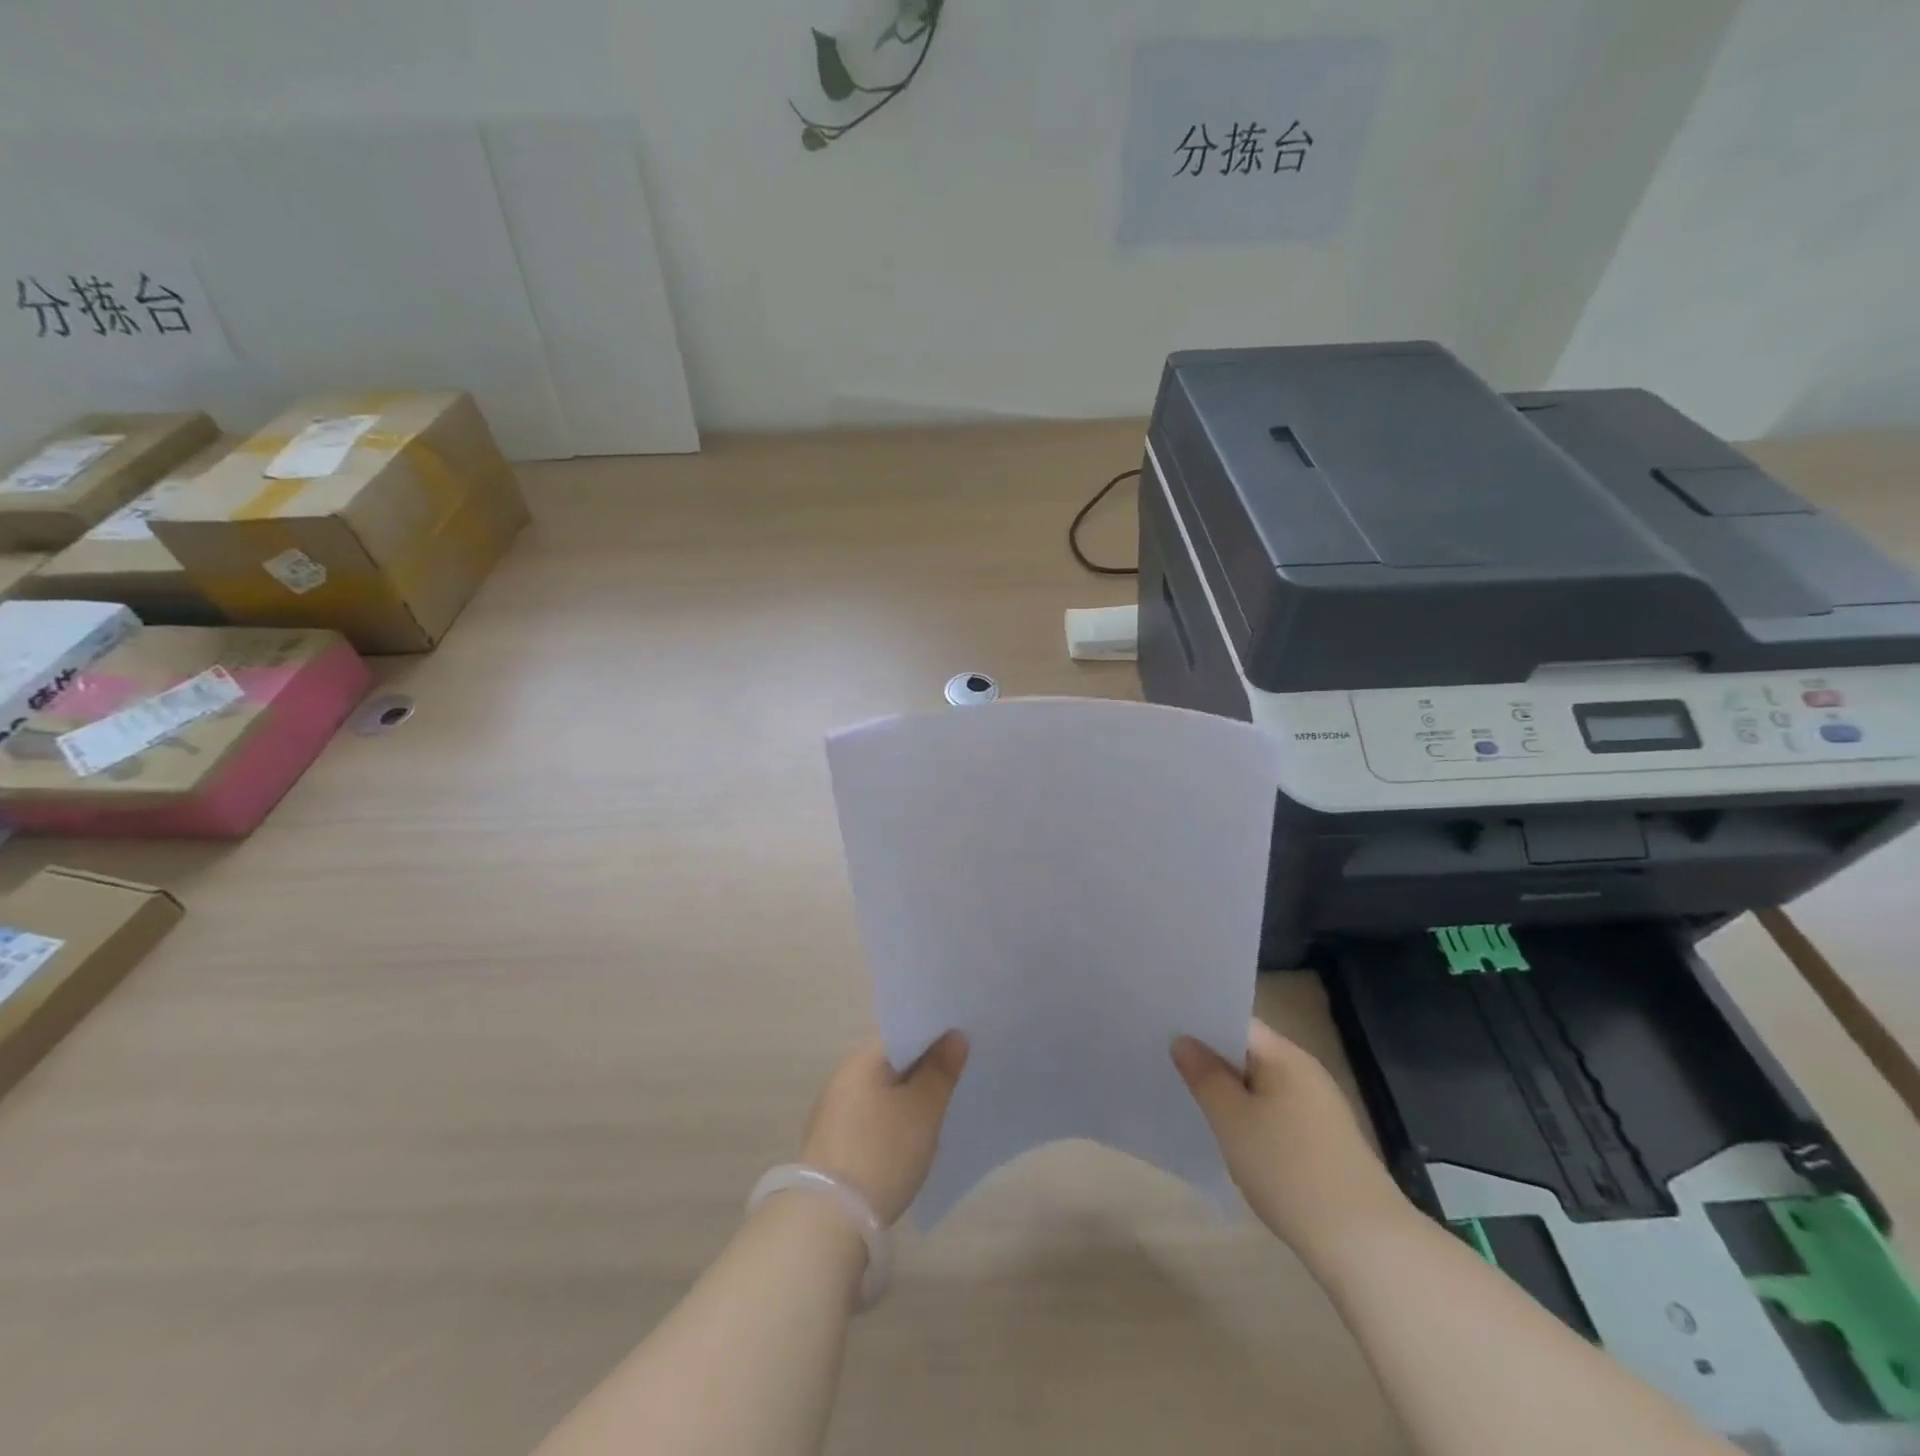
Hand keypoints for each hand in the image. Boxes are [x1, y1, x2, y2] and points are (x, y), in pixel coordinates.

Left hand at [799, 1033, 967, 1224]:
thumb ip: (940, 1069)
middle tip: (958, 1076)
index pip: (903, 1033)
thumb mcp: (923, 1110)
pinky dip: (891, 1120)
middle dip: (923, 1068)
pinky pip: (870, 1116)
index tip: (962, 1044)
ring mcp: (833, 1110)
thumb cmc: (882, 1153)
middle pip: (892, 1062)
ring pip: (882, 1091)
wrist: (829, 1221)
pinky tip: (909, 1137)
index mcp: (862, 1059)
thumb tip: (954, 1035)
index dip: (934, 1036)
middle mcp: (843, 1076)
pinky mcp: (832, 1142)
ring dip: (907, 1096)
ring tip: (939, 1107)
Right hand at [1173, 1018, 1408, 1252]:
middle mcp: (1305, 1073)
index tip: (1163, 1030)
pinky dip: (1250, 1116)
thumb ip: (1204, 1076)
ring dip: (1229, 1090)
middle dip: (1210, 1058)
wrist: (1364, 1244)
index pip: (1235, 1021)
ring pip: (1260, 1085)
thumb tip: (1183, 1040)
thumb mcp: (1232, 1120)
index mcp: (1286, 1056)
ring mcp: (1319, 1108)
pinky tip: (1230, 1137)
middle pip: (1248, 1052)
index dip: (1199, 1023)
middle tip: (1165, 1062)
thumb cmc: (1289, 1169)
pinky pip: (1275, 1112)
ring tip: (1189, 1097)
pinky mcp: (1324, 1142)